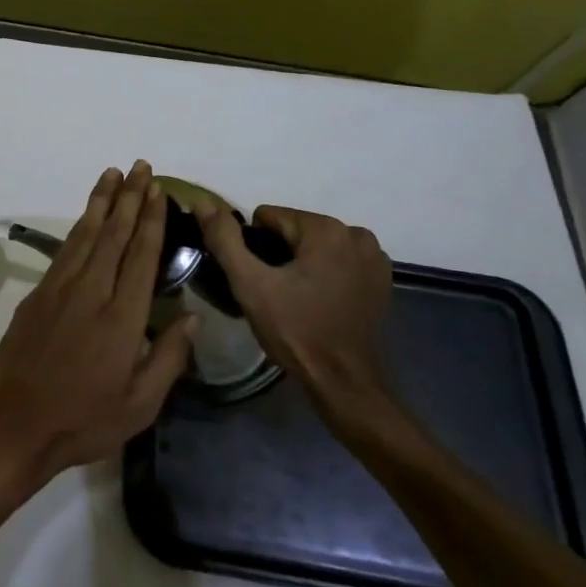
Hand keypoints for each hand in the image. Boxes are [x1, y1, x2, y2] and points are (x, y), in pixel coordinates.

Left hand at [0, 161, 195, 494]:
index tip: (158, 191)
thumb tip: (190, 316)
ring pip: (85, 233)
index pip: (140, 256)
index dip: (150, 220)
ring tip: (113, 174)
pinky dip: (79, 226)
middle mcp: (91, 291)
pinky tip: (86, 215)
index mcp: (121, 317)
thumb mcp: (140, 404)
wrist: (16, 423)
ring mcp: (60, 288)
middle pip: (113, 234)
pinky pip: (65, 249)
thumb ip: (168, 357)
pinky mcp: (38, 292)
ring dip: (101, 201)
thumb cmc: (84, 420)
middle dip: (129, 197)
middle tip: (140, 167)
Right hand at [194, 200, 392, 412]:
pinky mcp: (381, 279)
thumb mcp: (249, 284)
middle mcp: (355, 234)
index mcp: (325, 229)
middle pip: (295, 230)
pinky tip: (320, 301)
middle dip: (280, 254)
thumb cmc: (295, 331)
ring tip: (297, 298)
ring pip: (316, 245)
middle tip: (276, 292)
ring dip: (303, 263)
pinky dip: (326, 273)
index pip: (269, 218)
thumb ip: (225, 239)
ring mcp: (374, 257)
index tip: (260, 279)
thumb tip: (204, 203)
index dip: (255, 247)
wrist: (344, 383)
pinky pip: (338, 261)